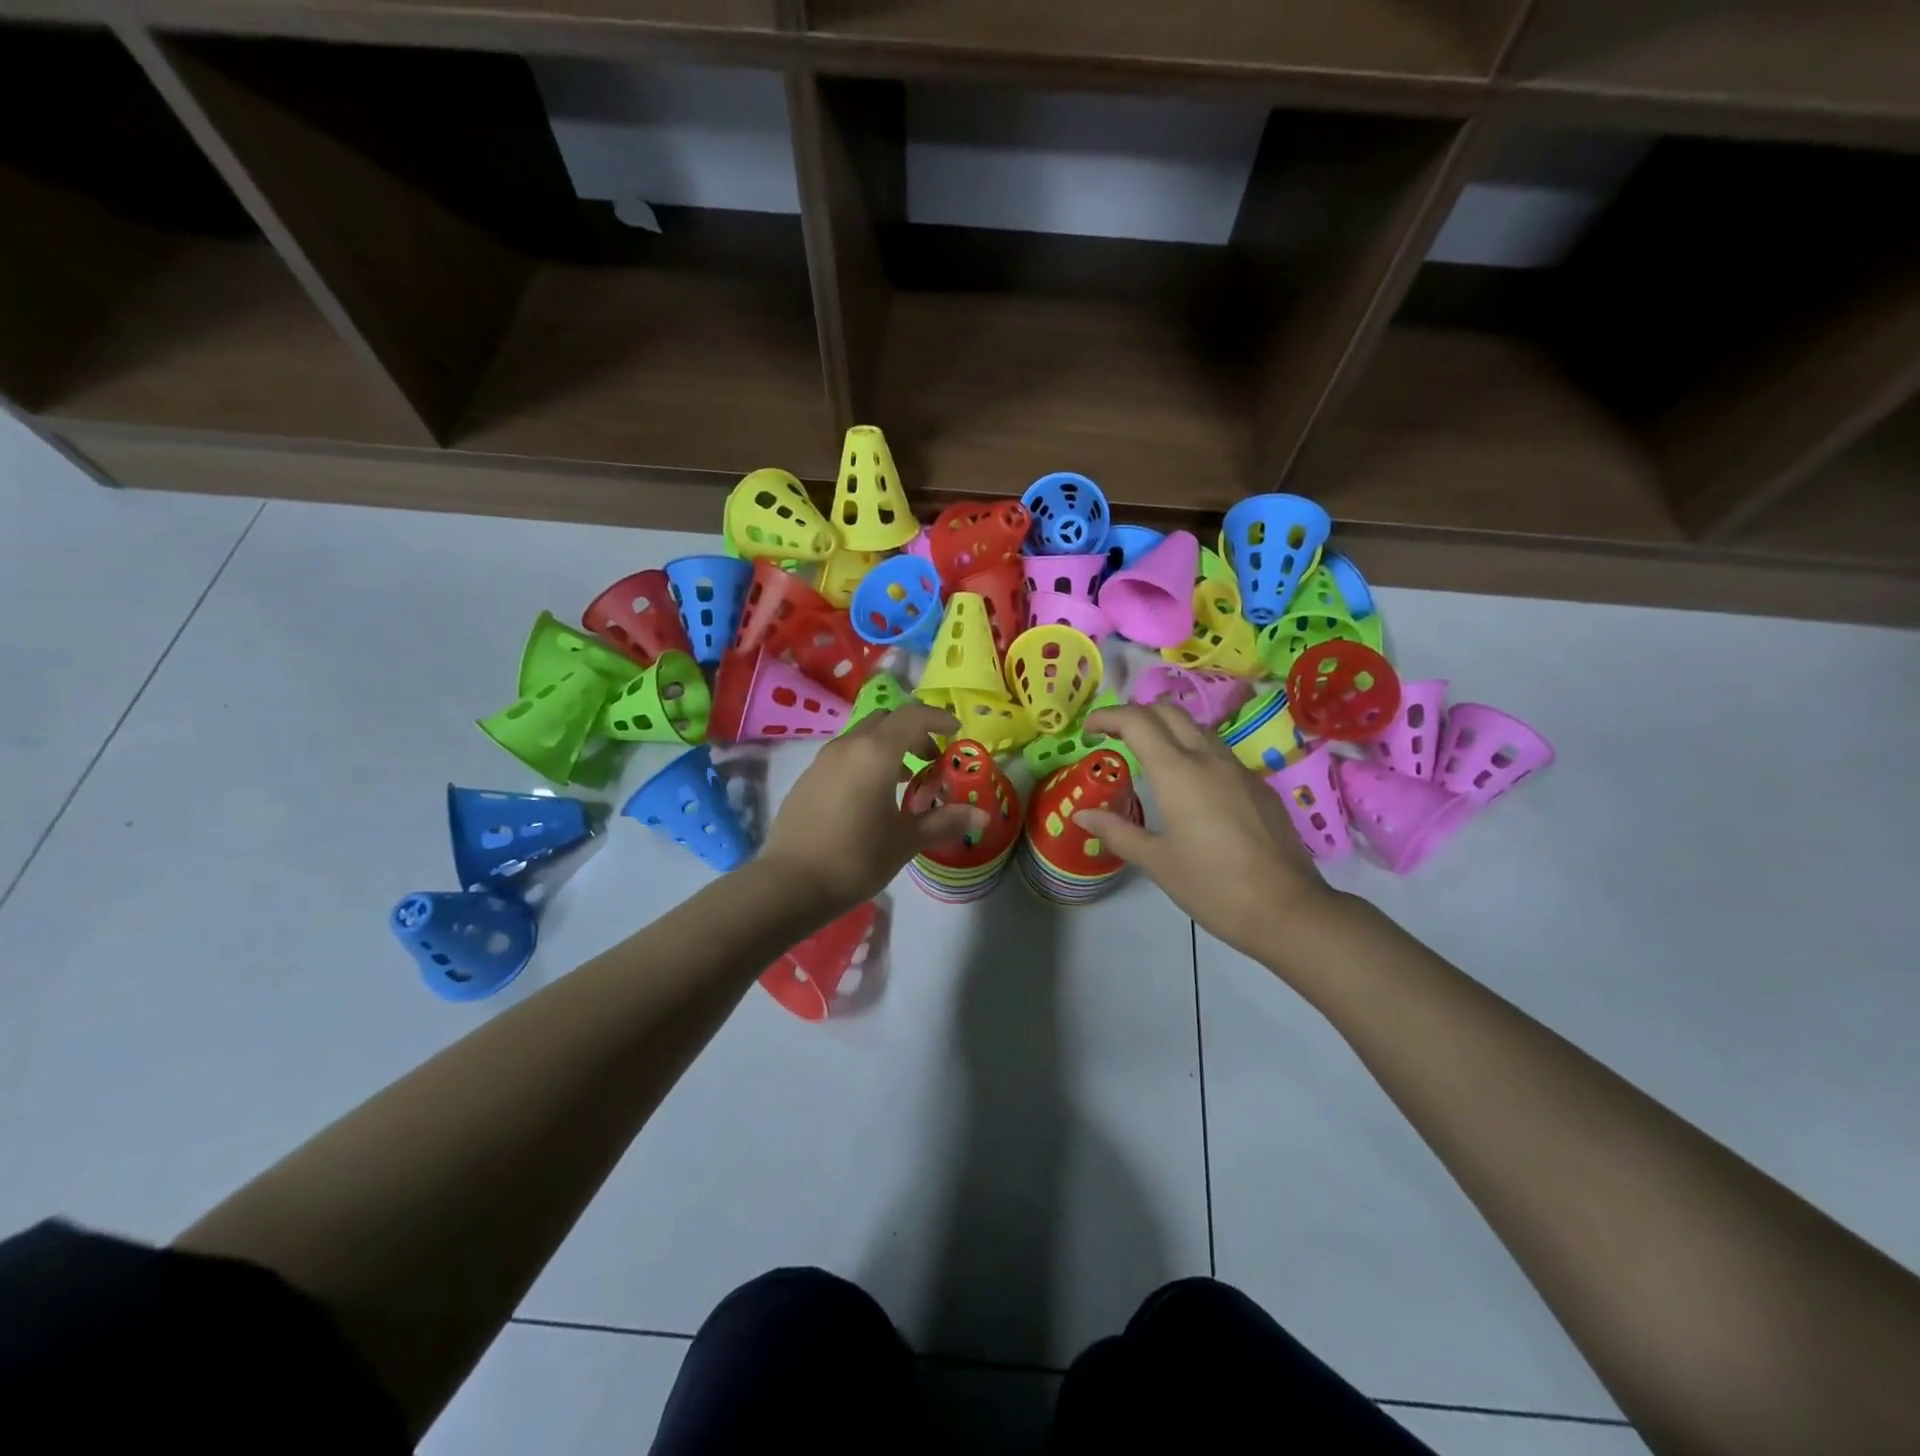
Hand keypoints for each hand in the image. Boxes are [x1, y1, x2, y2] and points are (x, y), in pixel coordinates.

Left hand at [759, 704, 988, 911]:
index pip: (913, 716)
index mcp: (876, 752)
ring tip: (904, 782)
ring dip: (888, 747)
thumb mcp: (906, 841)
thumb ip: (945, 822)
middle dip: (913, 732)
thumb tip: (982, 816)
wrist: (790, 883)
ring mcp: (823, 760)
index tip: (956, 732)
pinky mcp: (808, 778)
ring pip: (863, 737)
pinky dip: (866, 761)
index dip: (939, 718)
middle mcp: (848, 745)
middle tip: (931, 760)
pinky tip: (871, 798)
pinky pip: (845, 755)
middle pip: (887, 720)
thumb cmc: (856, 858)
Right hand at [1074, 703, 1347, 960]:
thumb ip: (1116, 831)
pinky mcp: (1259, 786)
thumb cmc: (1212, 885)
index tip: (1089, 731)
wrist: (1287, 909)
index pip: (1137, 721)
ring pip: (1197, 728)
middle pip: (1169, 712)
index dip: (1107, 717)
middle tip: (1116, 738)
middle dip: (1137, 715)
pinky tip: (1189, 788)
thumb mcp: (1155, 861)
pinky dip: (1193, 752)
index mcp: (1177, 772)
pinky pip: (1219, 753)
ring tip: (1149, 759)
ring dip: (1167, 730)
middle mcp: (1208, 758)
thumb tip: (1082, 815)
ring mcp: (1239, 769)